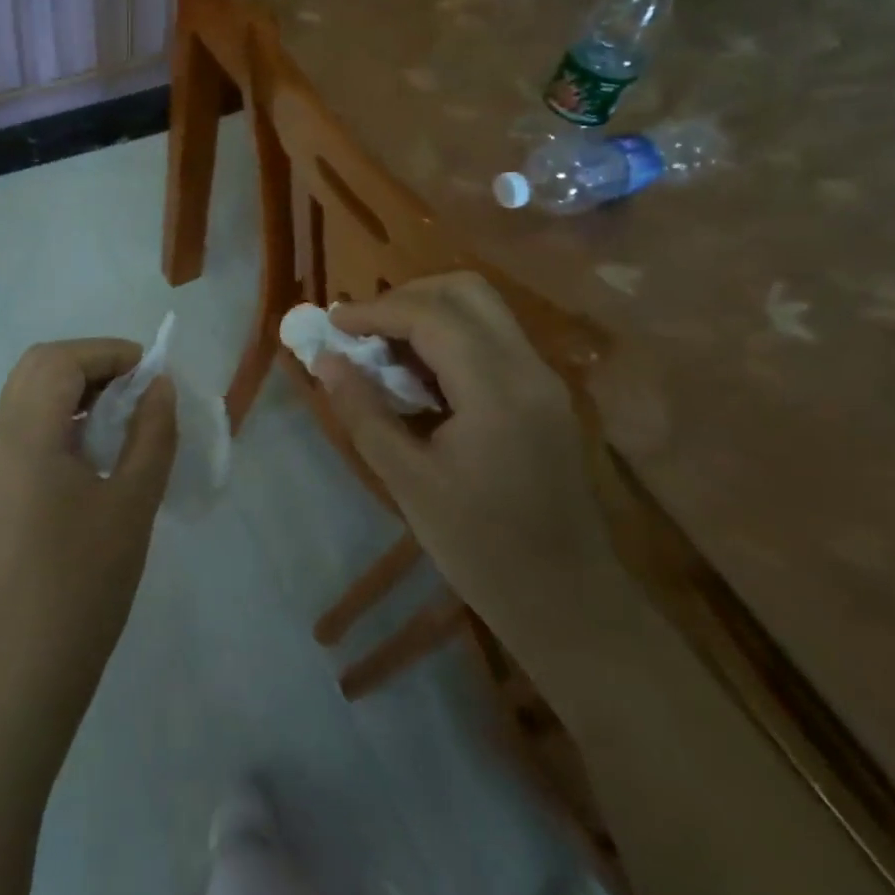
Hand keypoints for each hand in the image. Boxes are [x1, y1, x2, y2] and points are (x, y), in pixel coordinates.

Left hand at [0, 339, 176, 720]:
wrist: (24, 667)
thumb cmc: (84, 582)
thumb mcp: (132, 502)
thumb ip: (151, 434)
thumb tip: (159, 386)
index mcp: (23, 436)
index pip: (60, 360)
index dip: (108, 353)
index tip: (151, 373)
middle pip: (36, 368)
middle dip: (89, 363)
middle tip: (135, 388)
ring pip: (26, 396)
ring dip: (72, 389)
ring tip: (120, 416)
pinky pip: (22, 428)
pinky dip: (58, 418)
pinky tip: (91, 451)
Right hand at [318, 273, 630, 649]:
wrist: (569, 602)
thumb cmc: (482, 549)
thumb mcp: (409, 482)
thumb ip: (364, 413)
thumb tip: (325, 360)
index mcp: (497, 390)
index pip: (432, 316)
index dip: (376, 311)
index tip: (333, 323)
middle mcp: (528, 369)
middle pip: (466, 292)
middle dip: (406, 297)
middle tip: (363, 330)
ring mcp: (543, 380)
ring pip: (483, 310)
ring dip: (428, 314)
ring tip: (384, 350)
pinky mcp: (544, 395)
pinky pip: (493, 339)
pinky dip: (450, 337)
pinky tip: (420, 376)